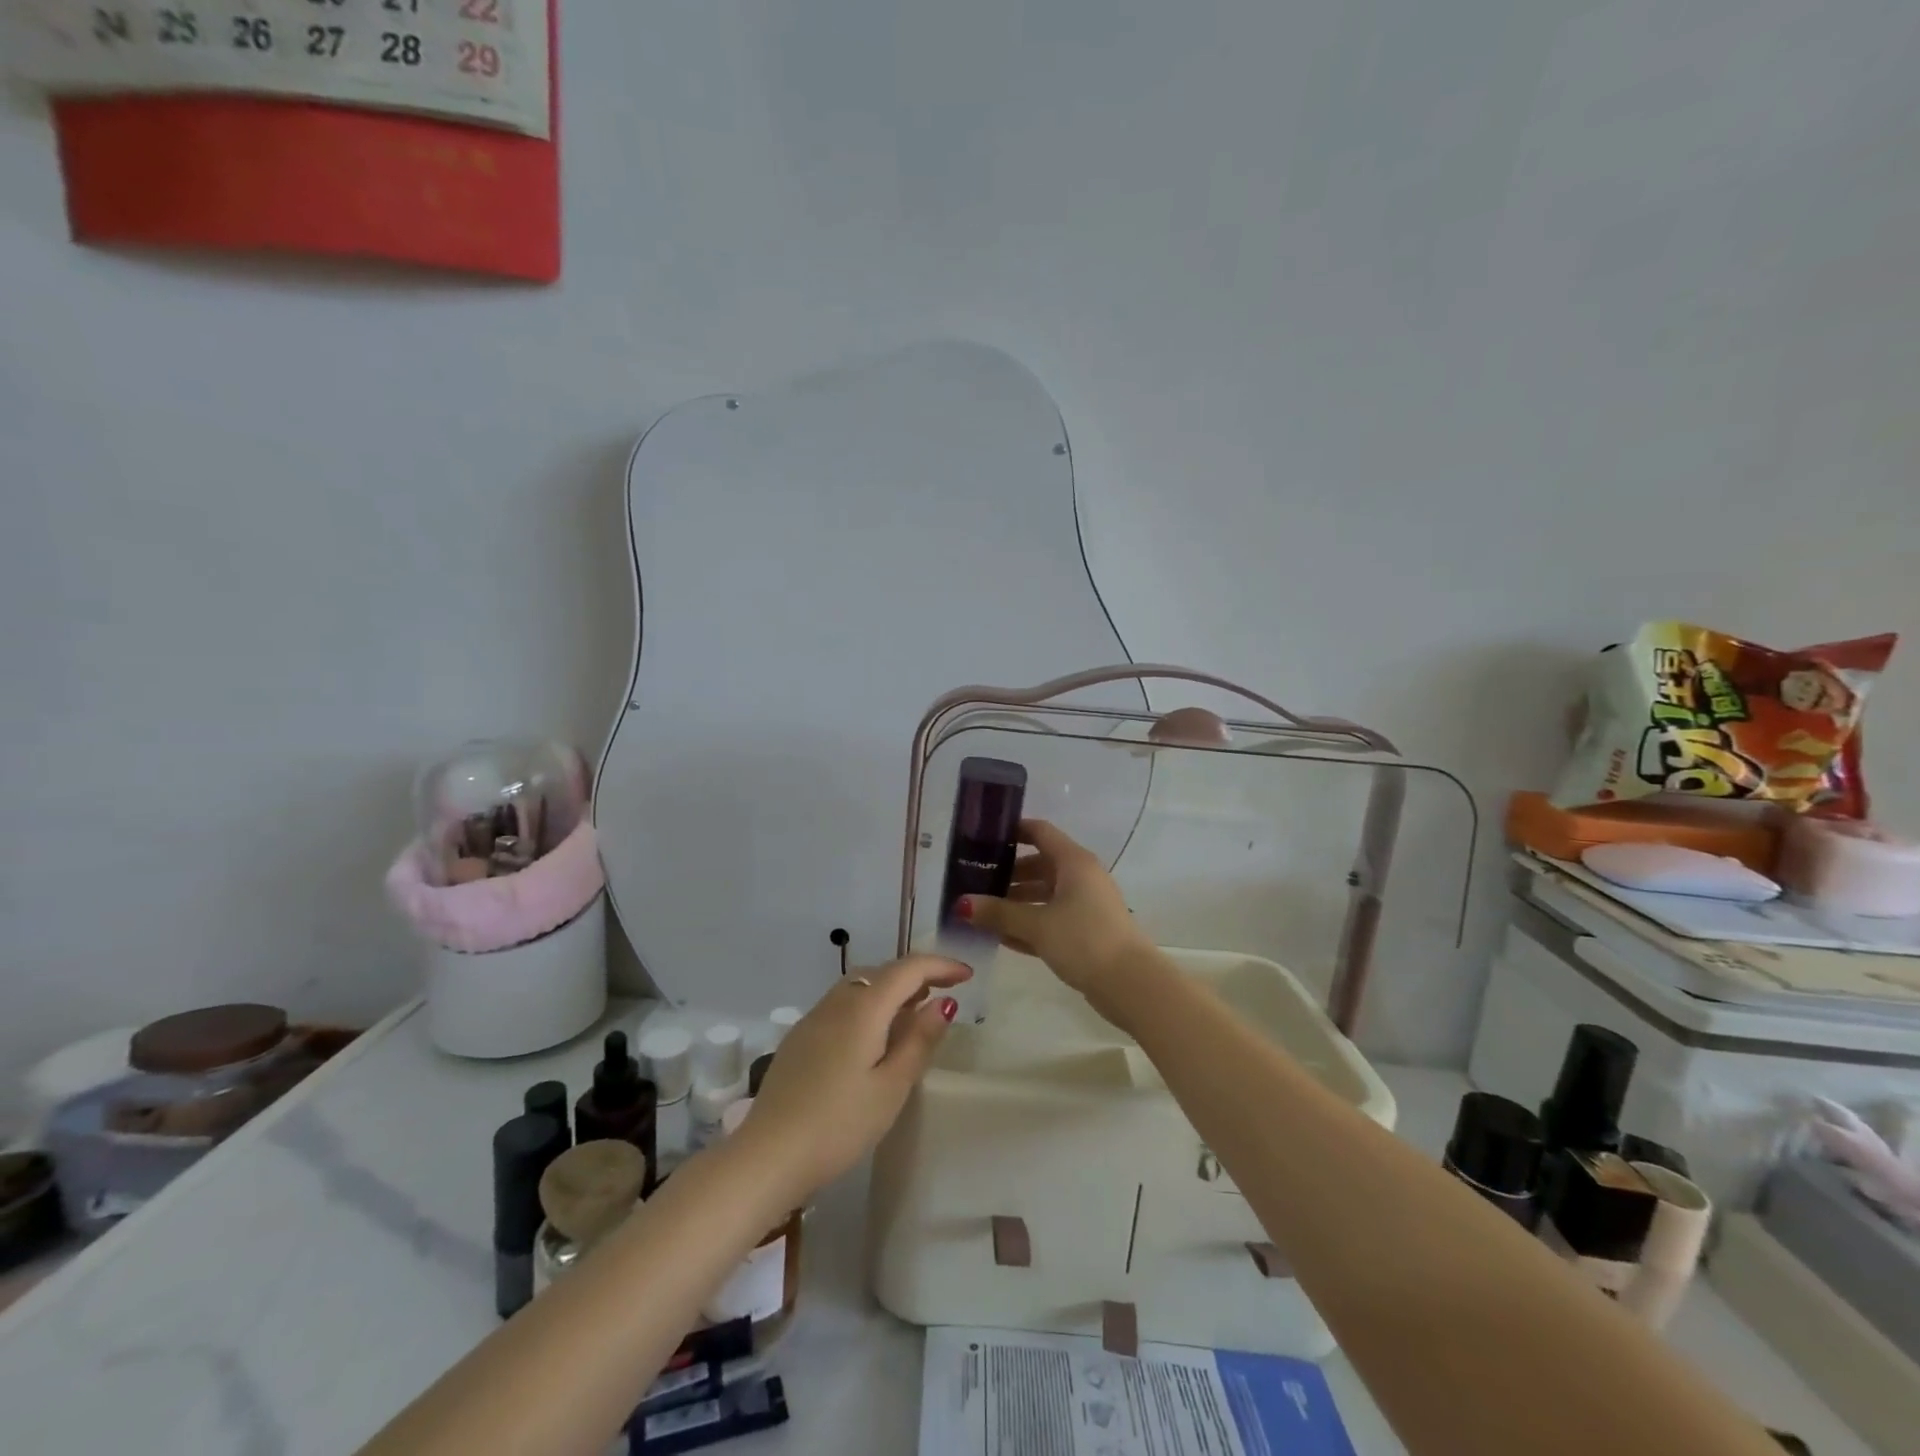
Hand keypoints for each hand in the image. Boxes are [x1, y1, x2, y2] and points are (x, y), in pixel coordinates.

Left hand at [737, 955, 970, 1201]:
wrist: (767, 1155)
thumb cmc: (839, 1125)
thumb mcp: (891, 1087)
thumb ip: (919, 1040)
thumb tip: (943, 1002)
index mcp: (863, 1008)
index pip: (909, 969)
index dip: (941, 965)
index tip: (967, 975)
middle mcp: (837, 1002)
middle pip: (883, 972)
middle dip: (917, 974)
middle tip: (945, 992)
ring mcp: (814, 1018)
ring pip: (860, 986)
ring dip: (891, 989)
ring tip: (914, 1011)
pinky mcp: (800, 1037)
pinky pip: (843, 1004)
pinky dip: (869, 1005)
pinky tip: (874, 1035)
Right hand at [958, 819, 1154, 1007]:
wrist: (1131, 984)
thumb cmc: (1084, 940)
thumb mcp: (1036, 924)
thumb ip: (998, 912)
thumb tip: (962, 904)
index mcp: (1073, 862)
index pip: (1040, 832)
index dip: (1012, 831)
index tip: (981, 838)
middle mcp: (1081, 877)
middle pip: (1039, 865)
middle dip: (1007, 873)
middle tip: (973, 882)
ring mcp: (1085, 905)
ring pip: (1044, 894)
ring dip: (1015, 901)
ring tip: (980, 912)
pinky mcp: (1086, 931)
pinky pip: (1050, 918)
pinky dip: (1029, 923)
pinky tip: (1001, 937)